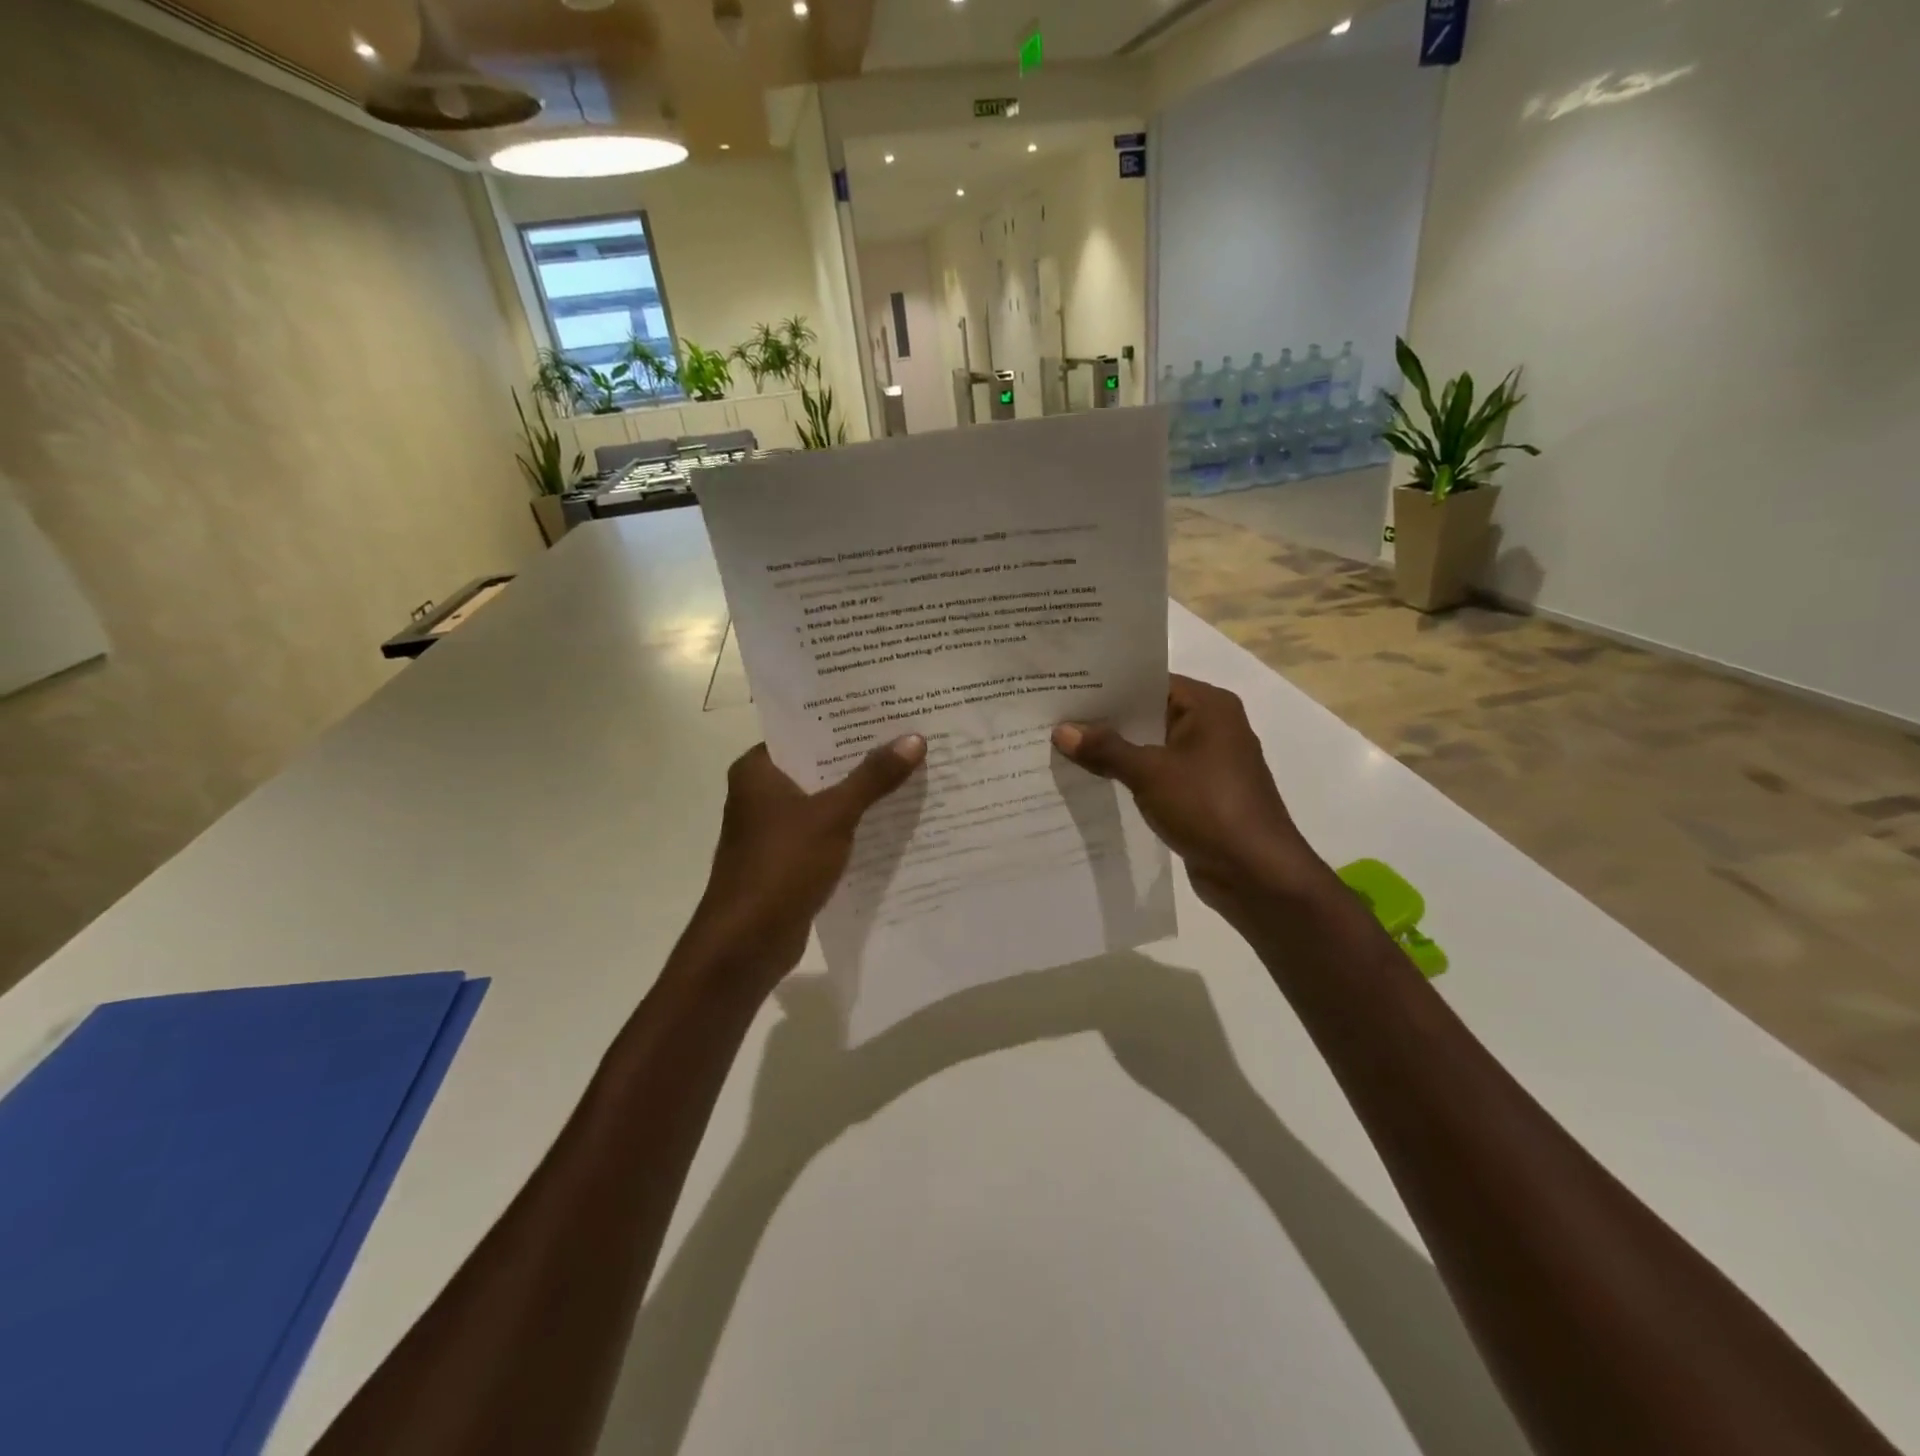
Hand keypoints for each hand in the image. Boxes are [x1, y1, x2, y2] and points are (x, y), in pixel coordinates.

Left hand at [678, 737, 926, 993]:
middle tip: (910, 736)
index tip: (886, 707)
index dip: (844, 720)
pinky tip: (891, 820)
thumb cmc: (781, 867)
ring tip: (910, 771)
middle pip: (818, 764)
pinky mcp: (788, 859)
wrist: (746, 944)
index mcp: (757, 770)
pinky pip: (826, 831)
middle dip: (861, 756)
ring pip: (824, 799)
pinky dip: (853, 825)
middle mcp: (761, 793)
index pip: (803, 730)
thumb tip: (914, 738)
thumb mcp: (833, 816)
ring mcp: (773, 829)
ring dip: (860, 793)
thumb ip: (873, 777)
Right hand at [1053, 676, 1328, 919]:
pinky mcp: (1201, 794)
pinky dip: (1131, 776)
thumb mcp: (1150, 773)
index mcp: (1209, 707)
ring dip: (1117, 751)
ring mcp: (1208, 763)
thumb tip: (1061, 730)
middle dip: (1106, 719)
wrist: (1257, 874)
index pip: (1151, 681)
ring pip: (1152, 746)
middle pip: (1150, 713)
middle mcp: (1212, 727)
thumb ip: (1105, 749)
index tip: (1068, 687)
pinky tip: (1094, 780)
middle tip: (1056, 716)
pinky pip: (1158, 775)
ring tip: (1065, 746)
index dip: (1110, 685)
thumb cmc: (1208, 807)